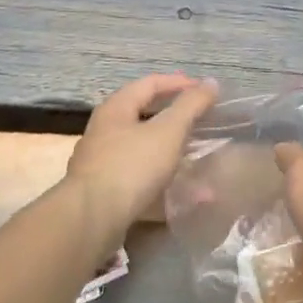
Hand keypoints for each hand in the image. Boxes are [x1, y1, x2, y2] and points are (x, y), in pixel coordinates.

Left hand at [65, 74, 218, 244]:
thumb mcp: (168, 131)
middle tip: (201, 120)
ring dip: (171, 151)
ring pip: (143, 149)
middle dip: (174, 117)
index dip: (179, 83)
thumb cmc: (131, 166)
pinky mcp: (104, 192)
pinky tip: (185, 196)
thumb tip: (211, 82)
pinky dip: (164, 181)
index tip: (205, 90)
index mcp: (116, 109)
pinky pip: (140, 179)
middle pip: (143, 115)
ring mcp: (101, 163)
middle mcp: (104, 131)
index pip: (150, 83)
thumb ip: (190, 106)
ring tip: (196, 157)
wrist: (92, 220)